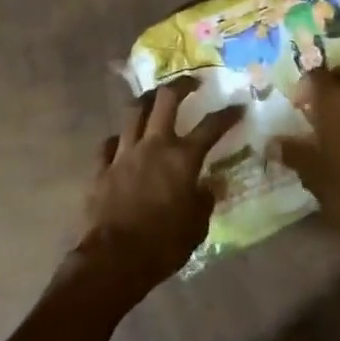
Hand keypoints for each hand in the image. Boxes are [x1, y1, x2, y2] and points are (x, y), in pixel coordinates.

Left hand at [72, 79, 243, 304]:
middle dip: (181, 85)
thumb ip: (204, 201)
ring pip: (133, 112)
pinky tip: (122, 142)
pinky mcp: (101, 168)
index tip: (238, 105)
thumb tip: (208, 186)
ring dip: (146, 101)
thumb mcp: (197, 226)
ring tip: (154, 98)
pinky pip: (108, 143)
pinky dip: (118, 139)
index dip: (227, 114)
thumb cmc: (163, 245)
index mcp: (182, 158)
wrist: (114, 258)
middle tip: (191, 82)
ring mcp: (123, 153)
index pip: (211, 126)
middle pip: (165, 100)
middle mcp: (153, 146)